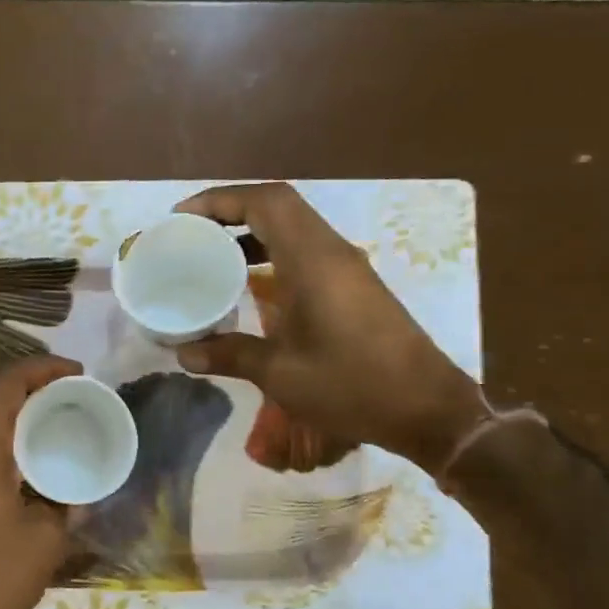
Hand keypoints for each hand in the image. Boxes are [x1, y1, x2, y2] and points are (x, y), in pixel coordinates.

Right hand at [173, 182, 488, 472]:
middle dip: (230, 210)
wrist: (427, 408)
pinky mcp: (353, 285)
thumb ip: (229, 354)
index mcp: (312, 260)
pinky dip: (271, 251)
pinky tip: (249, 282)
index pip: (265, 202)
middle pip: (277, 205)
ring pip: (292, 226)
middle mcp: (330, 251)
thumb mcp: (281, 374)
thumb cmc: (352, 385)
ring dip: (251, 230)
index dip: (219, 200)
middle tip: (190, 233)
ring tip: (211, 252)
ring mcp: (345, 266)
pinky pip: (304, 249)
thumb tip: (182, 353)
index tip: (181, 218)